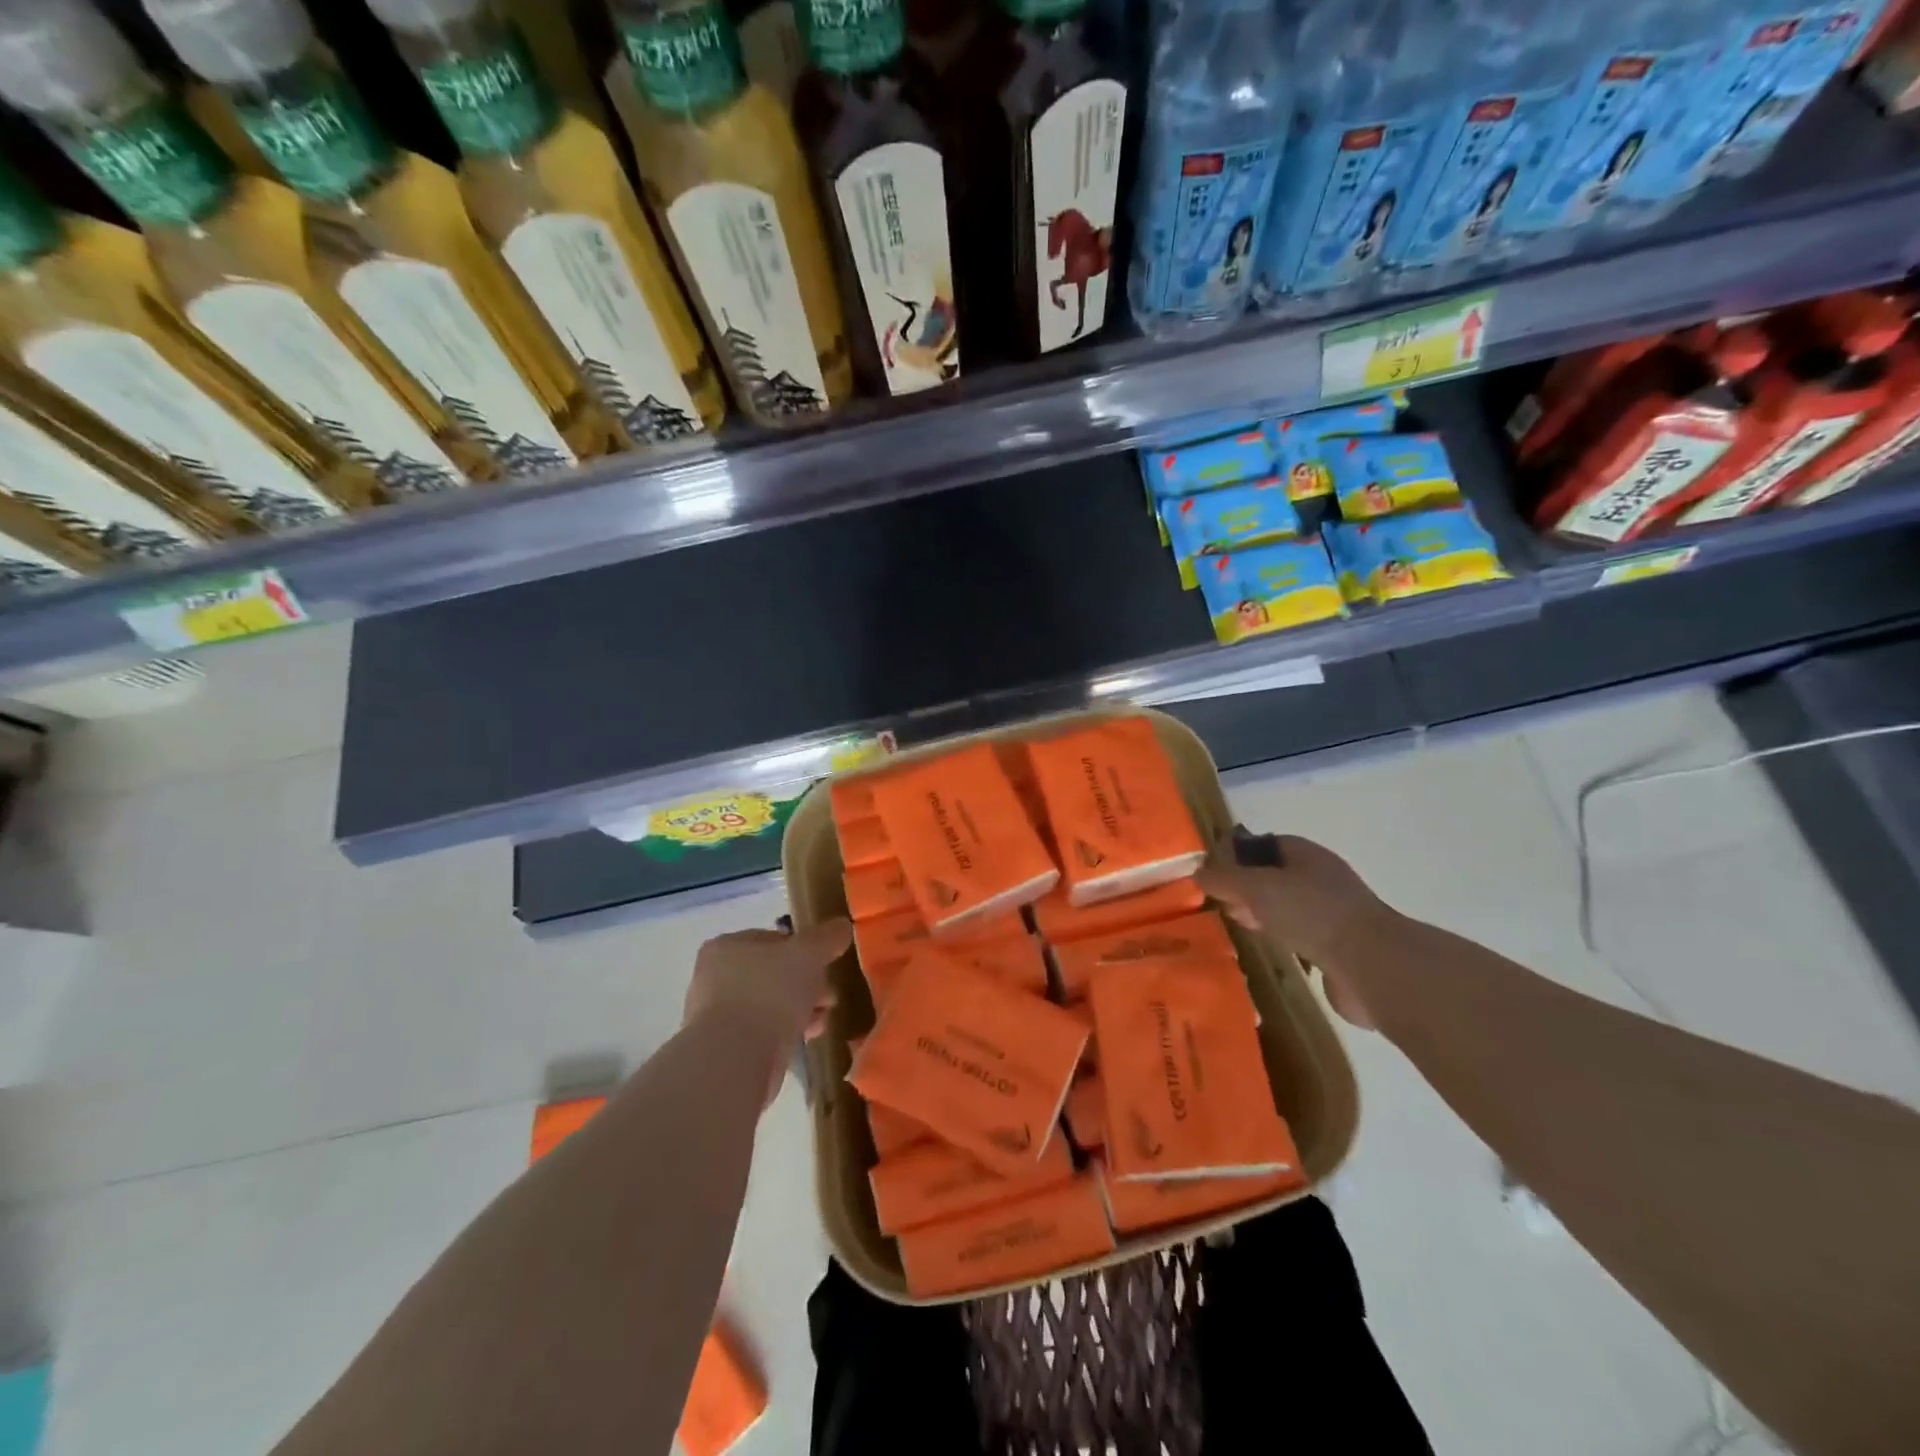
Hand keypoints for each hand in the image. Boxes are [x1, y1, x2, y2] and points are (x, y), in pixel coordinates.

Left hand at [684, 918, 852, 1104]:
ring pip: (771, 1003)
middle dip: (806, 983)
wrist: (737, 1059)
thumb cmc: (769, 993)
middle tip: (828, 996)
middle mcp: (714, 977)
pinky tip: (806, 1038)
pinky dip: (786, 1032)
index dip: (803, 950)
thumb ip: (827, 937)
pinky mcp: (725, 1048)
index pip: (773, 939)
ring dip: (800, 1009)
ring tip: (822, 1020)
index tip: (825, 965)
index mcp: (726, 947)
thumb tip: (842, 926)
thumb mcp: (808, 954)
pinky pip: (764, 1031)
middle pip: (774, 973)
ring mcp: (716, 1015)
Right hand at [1196, 835, 1385, 1029]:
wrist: (1371, 965)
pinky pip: (1299, 934)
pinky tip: (1264, 946)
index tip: (1212, 872)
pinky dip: (1280, 937)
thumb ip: (1224, 878)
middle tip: (1220, 901)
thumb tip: (1198, 872)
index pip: (1266, 844)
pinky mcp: (1337, 947)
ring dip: (1262, 912)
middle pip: (1275, 875)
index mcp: (1306, 855)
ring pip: (1286, 906)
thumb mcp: (1257, 888)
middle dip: (1246, 886)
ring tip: (1236, 922)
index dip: (1237, 853)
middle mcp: (1321, 878)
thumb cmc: (1311, 913)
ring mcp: (1332, 913)